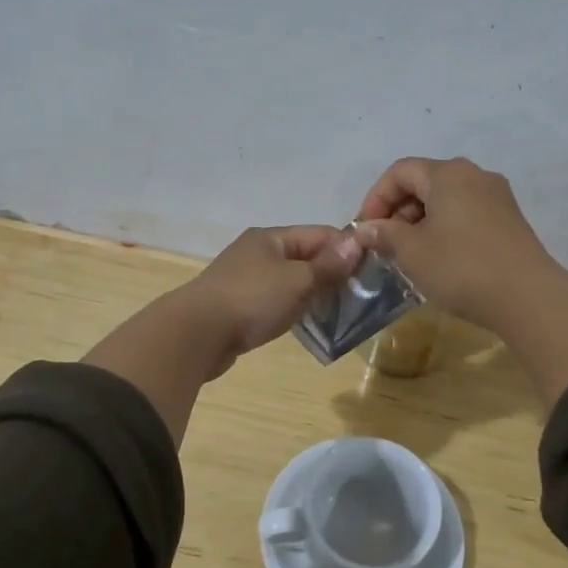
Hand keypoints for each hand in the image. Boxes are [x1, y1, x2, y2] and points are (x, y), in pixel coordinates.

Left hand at [178, 224, 362, 376]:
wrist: (196, 333)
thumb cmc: (251, 299)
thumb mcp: (296, 280)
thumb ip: (327, 265)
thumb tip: (356, 242)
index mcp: (271, 237)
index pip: (319, 234)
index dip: (346, 249)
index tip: (371, 269)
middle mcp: (257, 252)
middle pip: (305, 257)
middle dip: (331, 273)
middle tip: (359, 295)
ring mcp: (246, 279)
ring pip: (290, 281)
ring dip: (312, 294)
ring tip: (339, 312)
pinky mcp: (238, 305)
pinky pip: (275, 301)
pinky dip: (292, 309)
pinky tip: (306, 323)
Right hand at [352, 157, 558, 329]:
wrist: (527, 297)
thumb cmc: (460, 267)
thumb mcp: (412, 251)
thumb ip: (385, 234)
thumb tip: (366, 229)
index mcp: (448, 173)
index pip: (400, 172)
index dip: (376, 198)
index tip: (366, 230)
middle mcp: (475, 175)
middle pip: (424, 182)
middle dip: (398, 210)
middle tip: (385, 244)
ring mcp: (497, 197)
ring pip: (446, 199)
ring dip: (420, 221)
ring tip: (409, 254)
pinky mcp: (510, 220)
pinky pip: (466, 213)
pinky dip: (445, 228)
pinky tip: (439, 258)